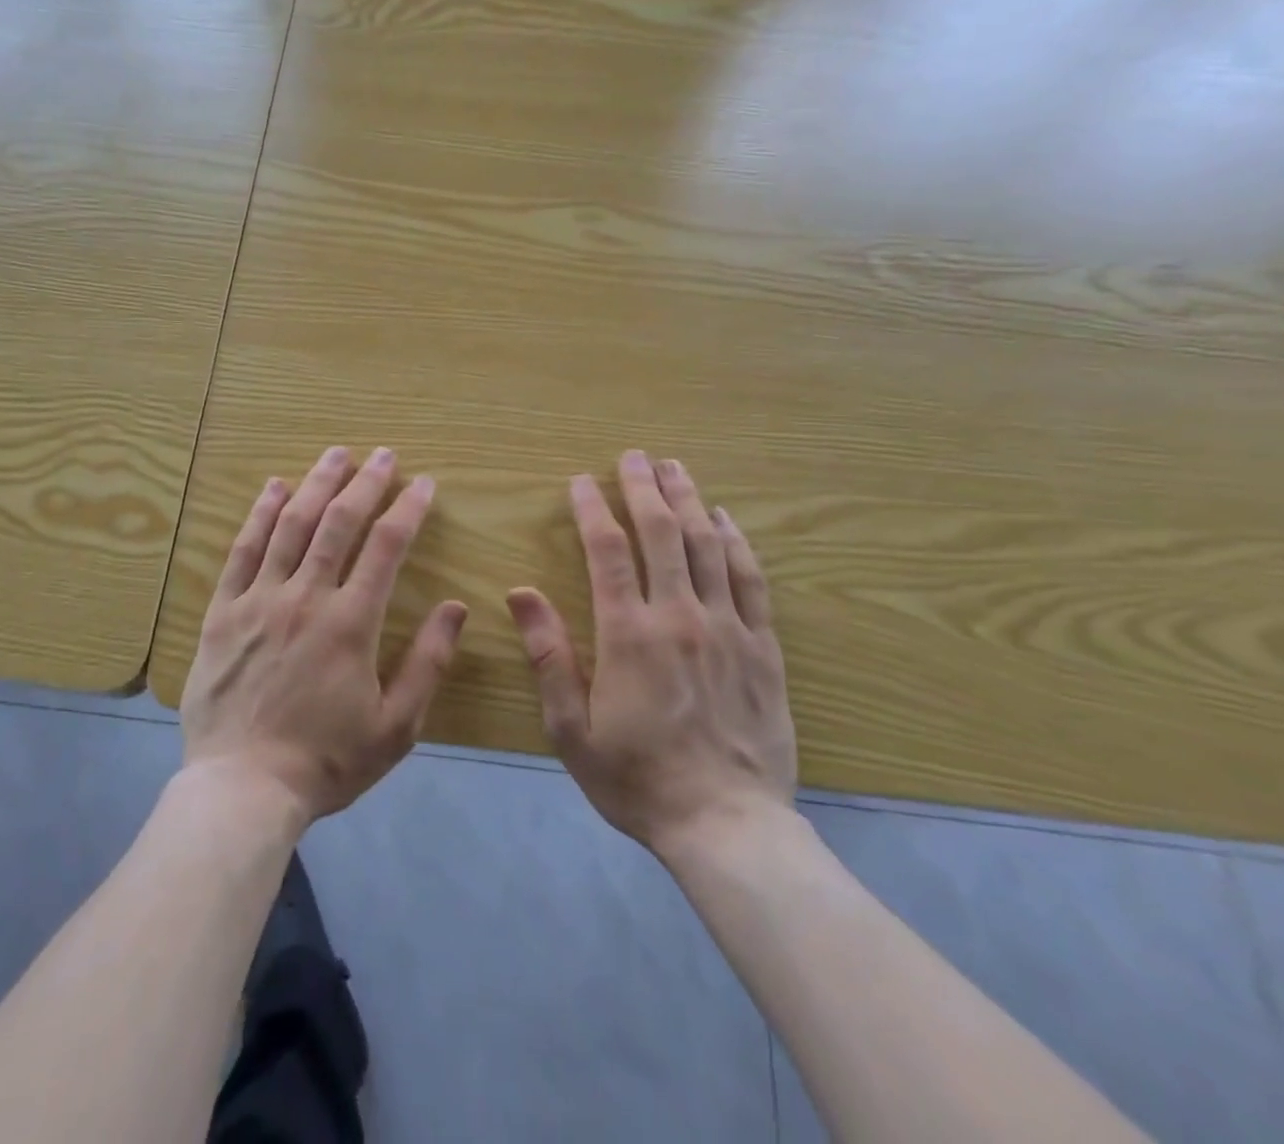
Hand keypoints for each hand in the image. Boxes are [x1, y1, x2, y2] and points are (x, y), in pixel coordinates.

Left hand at [181, 445, 468, 827]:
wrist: (243, 788)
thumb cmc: (327, 760)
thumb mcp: (396, 726)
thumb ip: (428, 663)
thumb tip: (456, 607)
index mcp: (351, 622)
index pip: (386, 547)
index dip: (408, 509)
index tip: (424, 484)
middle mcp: (306, 597)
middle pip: (337, 522)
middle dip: (365, 483)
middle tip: (383, 455)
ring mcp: (259, 600)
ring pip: (290, 525)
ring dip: (315, 484)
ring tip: (335, 454)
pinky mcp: (222, 611)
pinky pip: (243, 551)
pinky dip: (260, 515)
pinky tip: (273, 488)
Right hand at [505, 451, 796, 853]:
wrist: (727, 826)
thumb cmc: (636, 778)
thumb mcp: (571, 728)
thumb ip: (548, 655)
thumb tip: (520, 592)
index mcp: (628, 634)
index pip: (608, 551)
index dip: (593, 509)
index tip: (581, 482)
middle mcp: (680, 617)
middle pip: (662, 533)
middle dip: (644, 487)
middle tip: (633, 456)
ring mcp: (728, 629)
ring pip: (708, 546)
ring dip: (689, 501)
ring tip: (675, 468)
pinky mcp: (763, 647)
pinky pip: (751, 580)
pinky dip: (737, 543)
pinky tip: (727, 519)